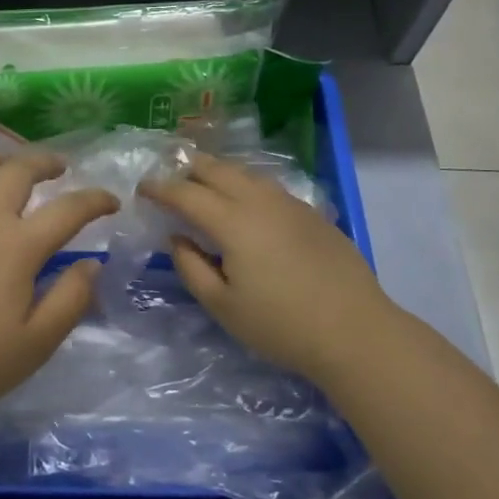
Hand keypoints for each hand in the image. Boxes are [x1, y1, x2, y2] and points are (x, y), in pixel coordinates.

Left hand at [0, 151, 118, 422]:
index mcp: (18, 246)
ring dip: (3, 158)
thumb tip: (92, 263)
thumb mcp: (37, 343)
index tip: (112, 201)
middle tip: (62, 168)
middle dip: (47, 161)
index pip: (68, 209)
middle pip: (19, 169)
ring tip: (15, 167)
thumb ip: (71, 298)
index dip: (95, 200)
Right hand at [141, 154, 390, 386]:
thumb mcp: (223, 306)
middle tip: (170, 176)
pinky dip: (245, 184)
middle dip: (188, 168)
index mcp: (232, 221)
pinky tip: (246, 201)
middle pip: (217, 169)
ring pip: (245, 173)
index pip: (186, 194)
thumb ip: (192, 267)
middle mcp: (259, 200)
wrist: (355, 330)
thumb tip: (178, 238)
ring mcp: (289, 203)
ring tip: (204, 182)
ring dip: (219, 172)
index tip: (142, 188)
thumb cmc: (281, 324)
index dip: (160, 188)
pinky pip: (267, 186)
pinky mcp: (311, 212)